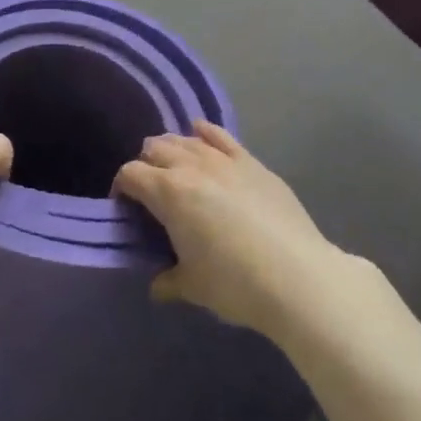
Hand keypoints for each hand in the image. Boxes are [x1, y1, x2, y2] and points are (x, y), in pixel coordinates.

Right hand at [113, 123, 344, 337]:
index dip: (122, 187)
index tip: (124, 206)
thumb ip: (168, 281)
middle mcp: (192, 166)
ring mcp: (225, 160)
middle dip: (146, 165)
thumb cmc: (235, 283)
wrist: (298, 277)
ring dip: (173, 149)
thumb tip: (158, 285)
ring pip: (186, 139)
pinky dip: (205, 133)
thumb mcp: (192, 286)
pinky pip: (221, 136)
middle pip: (156, 149)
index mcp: (168, 193)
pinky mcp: (252, 163)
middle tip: (150, 192)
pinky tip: (201, 134)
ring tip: (175, 168)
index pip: (131, 174)